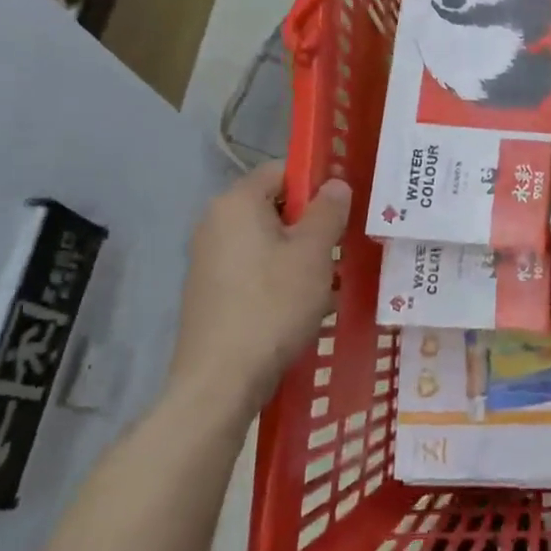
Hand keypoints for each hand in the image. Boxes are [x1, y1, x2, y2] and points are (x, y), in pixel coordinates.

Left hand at [166, 163, 351, 415]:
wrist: (220, 380)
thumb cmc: (273, 305)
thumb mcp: (313, 254)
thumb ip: (328, 211)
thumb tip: (336, 183)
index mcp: (236, 203)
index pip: (282, 171)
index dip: (316, 184)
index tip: (343, 211)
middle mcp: (214, 222)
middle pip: (273, 206)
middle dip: (310, 224)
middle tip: (339, 249)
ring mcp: (207, 258)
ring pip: (266, 241)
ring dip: (298, 254)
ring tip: (327, 282)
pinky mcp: (209, 291)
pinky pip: (252, 268)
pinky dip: (278, 277)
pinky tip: (300, 306)